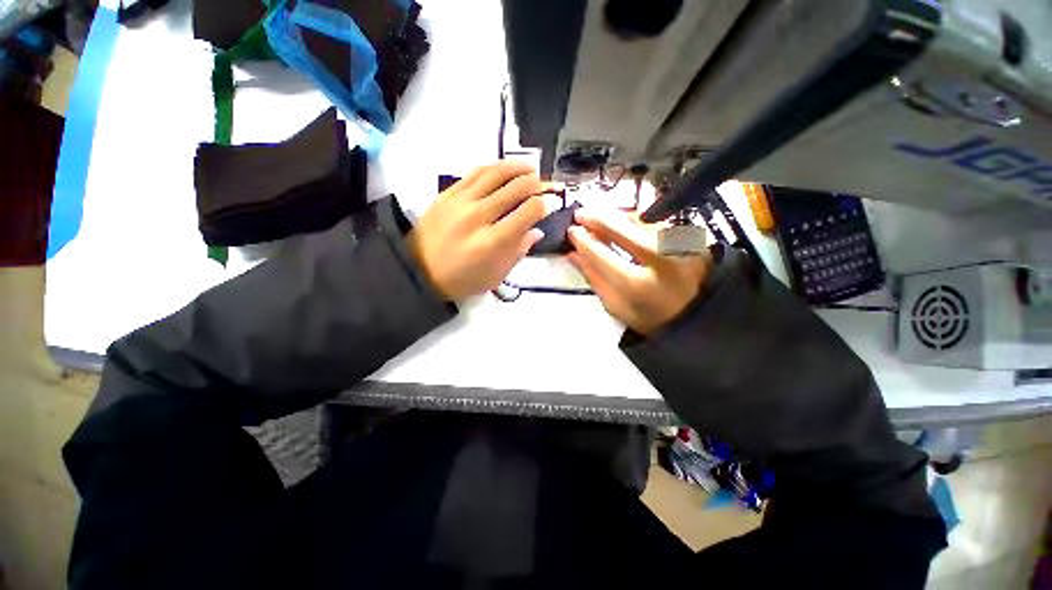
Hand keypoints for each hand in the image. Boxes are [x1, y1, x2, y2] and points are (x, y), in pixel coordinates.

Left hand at [407, 162, 558, 300]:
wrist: (419, 271)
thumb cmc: (462, 280)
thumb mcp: (496, 276)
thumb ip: (518, 251)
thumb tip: (536, 231)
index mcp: (493, 242)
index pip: (528, 212)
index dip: (545, 204)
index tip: (552, 203)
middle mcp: (479, 216)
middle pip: (515, 188)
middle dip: (536, 183)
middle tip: (545, 183)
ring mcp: (461, 201)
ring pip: (496, 174)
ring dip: (518, 167)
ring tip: (531, 167)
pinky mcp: (448, 193)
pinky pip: (475, 172)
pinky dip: (494, 167)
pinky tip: (504, 168)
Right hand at [568, 208, 709, 335]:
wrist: (696, 318)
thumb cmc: (650, 318)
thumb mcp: (616, 306)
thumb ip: (593, 278)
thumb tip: (573, 253)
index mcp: (636, 285)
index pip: (601, 254)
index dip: (583, 240)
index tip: (571, 230)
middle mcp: (659, 259)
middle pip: (622, 229)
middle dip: (597, 218)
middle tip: (581, 213)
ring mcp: (679, 245)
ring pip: (639, 221)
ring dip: (616, 216)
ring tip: (599, 217)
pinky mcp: (691, 238)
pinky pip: (655, 223)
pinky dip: (635, 221)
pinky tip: (624, 223)